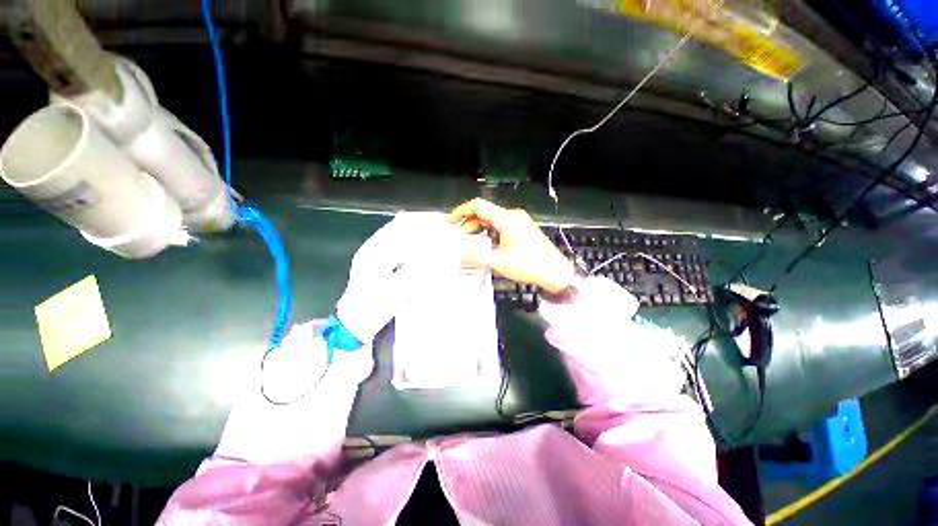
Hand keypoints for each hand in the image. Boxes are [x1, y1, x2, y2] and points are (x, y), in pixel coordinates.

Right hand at [449, 199, 575, 293]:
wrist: (557, 273)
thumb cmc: (530, 265)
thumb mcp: (500, 262)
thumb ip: (476, 257)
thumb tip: (456, 254)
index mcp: (507, 219)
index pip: (479, 206)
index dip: (461, 211)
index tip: (449, 222)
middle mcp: (512, 216)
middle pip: (485, 213)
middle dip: (468, 223)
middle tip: (458, 238)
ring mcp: (519, 222)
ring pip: (492, 220)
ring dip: (478, 229)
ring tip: (469, 242)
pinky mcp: (522, 230)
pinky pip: (500, 226)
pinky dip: (488, 233)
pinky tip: (485, 244)